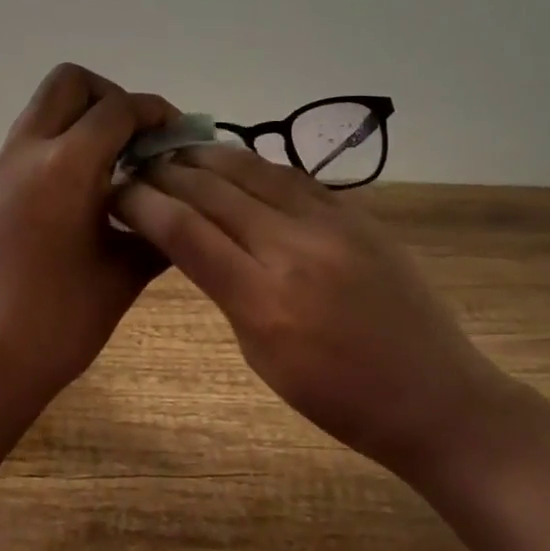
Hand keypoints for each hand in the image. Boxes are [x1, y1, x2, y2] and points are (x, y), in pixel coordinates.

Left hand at [0, 64, 176, 404]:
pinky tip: (78, 198)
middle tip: (135, 140)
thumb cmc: (60, 321)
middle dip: (110, 97)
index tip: (178, 134)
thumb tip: (181, 202)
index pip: (118, 107)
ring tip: (112, 169)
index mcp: (65, 165)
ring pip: (43, 110)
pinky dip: (59, 148)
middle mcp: (26, 152)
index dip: (155, 111)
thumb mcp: (125, 273)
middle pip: (69, 82)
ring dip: (81, 122)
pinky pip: (27, 144)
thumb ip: (159, 227)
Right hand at [114, 145, 506, 480]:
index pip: (184, 231)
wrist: (433, 396)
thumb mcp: (262, 357)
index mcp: (262, 300)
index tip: (116, 192)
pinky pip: (293, 176)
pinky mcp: (357, 214)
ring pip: (253, 170)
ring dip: (207, 157)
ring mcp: (330, 224)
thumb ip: (226, 291)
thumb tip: (195, 241)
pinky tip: (236, 163)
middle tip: (139, 165)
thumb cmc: (338, 398)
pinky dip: (255, 165)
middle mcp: (293, 248)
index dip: (142, 203)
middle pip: (213, 190)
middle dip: (166, 173)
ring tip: (177, 151)